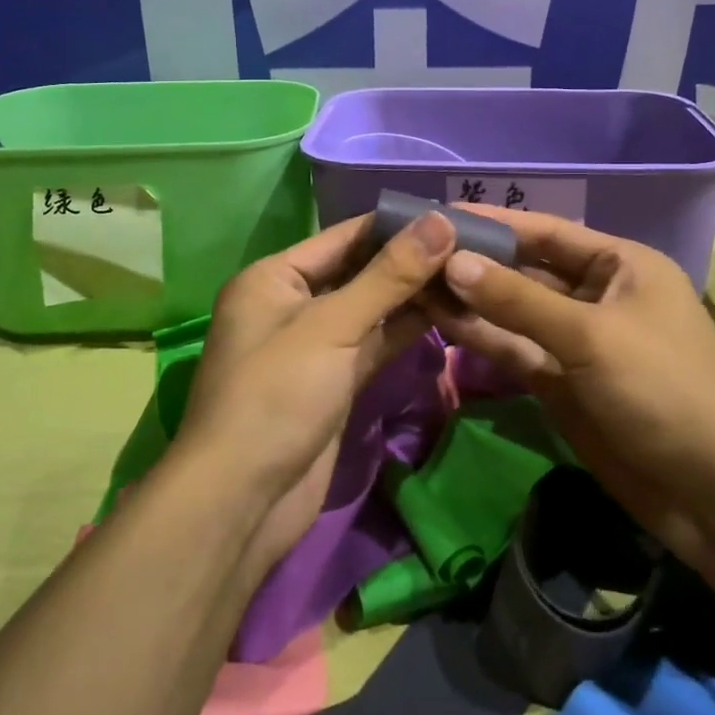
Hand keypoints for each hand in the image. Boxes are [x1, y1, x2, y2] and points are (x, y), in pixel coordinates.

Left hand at [173, 209, 457, 582]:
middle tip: (472, 244)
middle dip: (409, 261)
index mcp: (274, 277)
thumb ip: (388, 275)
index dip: (396, 224)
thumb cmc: (277, 396)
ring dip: (414, 296)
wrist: (243, 501)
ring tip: (471, 273)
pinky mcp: (333, 381)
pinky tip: (449, 314)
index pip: (344, 236)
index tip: (451, 213)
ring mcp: (313, 345)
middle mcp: (291, 303)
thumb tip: (440, 220)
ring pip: (371, 309)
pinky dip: (406, 331)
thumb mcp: (332, 327)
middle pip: (359, 271)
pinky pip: (373, 344)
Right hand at [425, 206, 714, 571]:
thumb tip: (452, 261)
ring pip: (515, 312)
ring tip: (414, 283)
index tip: (439, 214)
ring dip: (471, 300)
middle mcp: (597, 295)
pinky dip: (482, 337)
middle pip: (525, 270)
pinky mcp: (561, 383)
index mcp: (621, 266)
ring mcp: (577, 341)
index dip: (494, 222)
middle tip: (413, 252)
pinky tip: (440, 321)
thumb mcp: (591, 336)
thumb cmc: (664, 391)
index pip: (546, 231)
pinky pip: (516, 349)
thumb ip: (517, 299)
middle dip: (475, 262)